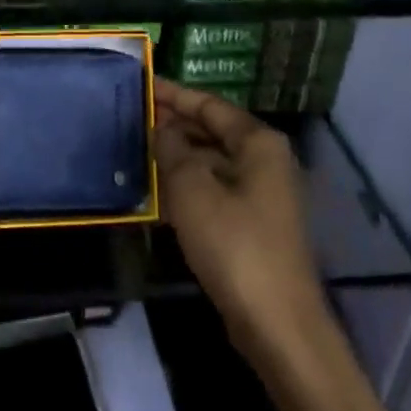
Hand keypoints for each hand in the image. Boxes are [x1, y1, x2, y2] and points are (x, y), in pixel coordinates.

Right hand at [154, 78, 327, 352]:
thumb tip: (161, 127)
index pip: (210, 105)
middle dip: (175, 124)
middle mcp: (266, 161)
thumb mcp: (192, 189)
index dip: (174, 95)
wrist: (277, 325)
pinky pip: (216, 189)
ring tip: (139, 149)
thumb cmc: (234, 245)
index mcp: (258, 143)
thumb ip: (172, 149)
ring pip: (213, 161)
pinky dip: (189, 183)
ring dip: (179, 155)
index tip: (142, 85)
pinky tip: (159, 190)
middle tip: (133, 117)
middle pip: (214, 130)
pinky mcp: (255, 225)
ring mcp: (264, 195)